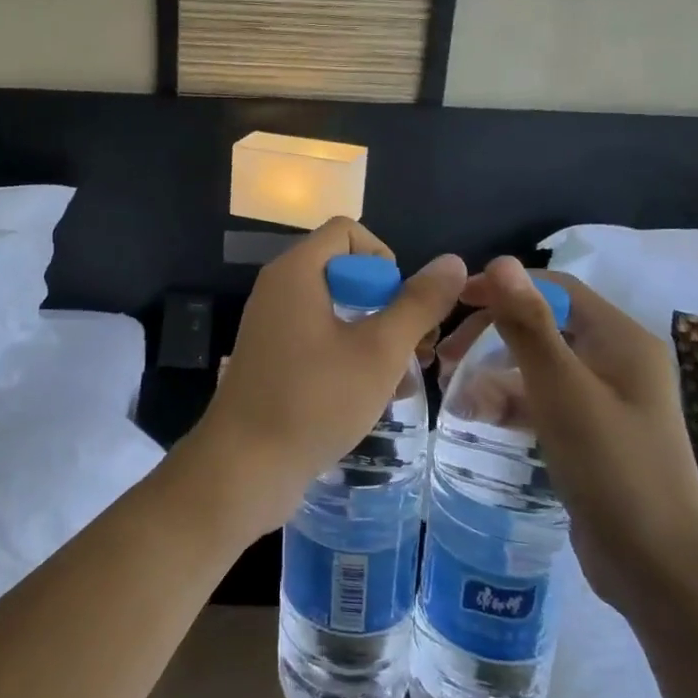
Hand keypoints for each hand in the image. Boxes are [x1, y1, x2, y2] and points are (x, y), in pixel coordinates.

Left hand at [183, 219, 465, 540]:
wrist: (245, 466)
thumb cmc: (315, 400)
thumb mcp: (379, 351)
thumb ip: (418, 304)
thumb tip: (453, 262)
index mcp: (296, 272)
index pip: (346, 231)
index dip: (383, 258)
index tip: (399, 305)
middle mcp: (278, 288)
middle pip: (344, 270)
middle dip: (386, 304)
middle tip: (414, 349)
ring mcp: (272, 324)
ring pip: (336, 309)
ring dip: (374, 335)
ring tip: (402, 378)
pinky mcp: (272, 357)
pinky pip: (318, 336)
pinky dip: (348, 354)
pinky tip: (373, 395)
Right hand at [437, 257, 697, 621]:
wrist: (660, 569)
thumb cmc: (612, 467)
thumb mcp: (560, 389)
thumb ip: (528, 324)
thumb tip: (500, 261)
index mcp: (620, 339)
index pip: (554, 288)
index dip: (502, 288)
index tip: (452, 303)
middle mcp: (617, 360)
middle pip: (543, 325)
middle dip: (491, 336)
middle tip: (445, 358)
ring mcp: (607, 399)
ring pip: (538, 367)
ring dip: (493, 375)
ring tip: (454, 397)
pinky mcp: (594, 433)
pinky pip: (544, 401)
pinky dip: (511, 404)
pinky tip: (478, 420)